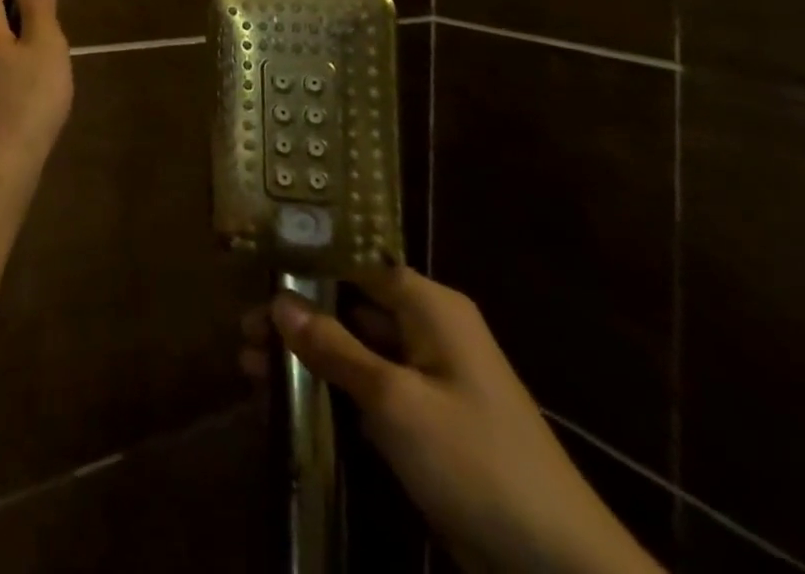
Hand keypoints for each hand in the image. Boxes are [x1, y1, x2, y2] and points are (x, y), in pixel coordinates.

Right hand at [243, 267, 663, 573]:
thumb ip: (335, 347)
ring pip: (356, 348)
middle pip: (350, 305)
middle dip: (297, 316)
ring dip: (308, 355)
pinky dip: (333, 388)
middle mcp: (429, 329)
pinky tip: (291, 399)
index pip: (356, 262)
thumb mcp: (396, 401)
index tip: (255, 274)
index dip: (306, 264)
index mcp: (430, 306)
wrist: (562, 570)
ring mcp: (431, 377)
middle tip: (242, 332)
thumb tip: (279, 303)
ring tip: (249, 368)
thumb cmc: (477, 463)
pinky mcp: (429, 421)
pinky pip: (370, 387)